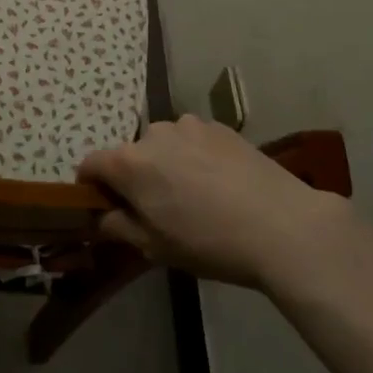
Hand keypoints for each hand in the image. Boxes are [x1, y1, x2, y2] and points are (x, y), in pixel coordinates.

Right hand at [77, 115, 350, 288]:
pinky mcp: (220, 127)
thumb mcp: (154, 246)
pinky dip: (195, 157)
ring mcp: (189, 125)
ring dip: (167, 164)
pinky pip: (193, 141)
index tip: (106, 209)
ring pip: (164, 145)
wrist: (281, 225)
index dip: (92, 186)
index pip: (91, 164)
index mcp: (130, 163)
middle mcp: (154, 133)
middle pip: (131, 154)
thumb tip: (100, 216)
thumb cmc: (208, 242)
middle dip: (136, 177)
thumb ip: (118, 226)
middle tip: (159, 210)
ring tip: (196, 197)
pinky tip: (220, 185)